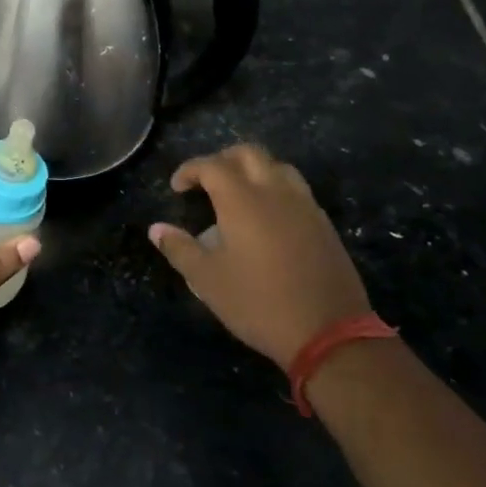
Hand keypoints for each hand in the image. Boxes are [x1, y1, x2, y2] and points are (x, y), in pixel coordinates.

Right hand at [149, 144, 370, 369]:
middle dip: (222, 159)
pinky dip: (275, 187)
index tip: (177, 188)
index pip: (211, 165)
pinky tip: (268, 216)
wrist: (328, 332)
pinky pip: (296, 188)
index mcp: (242, 200)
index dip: (190, 170)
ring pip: (277, 166)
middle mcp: (275, 192)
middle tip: (206, 181)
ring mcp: (304, 205)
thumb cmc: (258, 303)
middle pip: (248, 153)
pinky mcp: (323, 223)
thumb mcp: (208, 280)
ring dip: (253, 169)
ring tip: (238, 193)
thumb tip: (156, 229)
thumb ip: (180, 249)